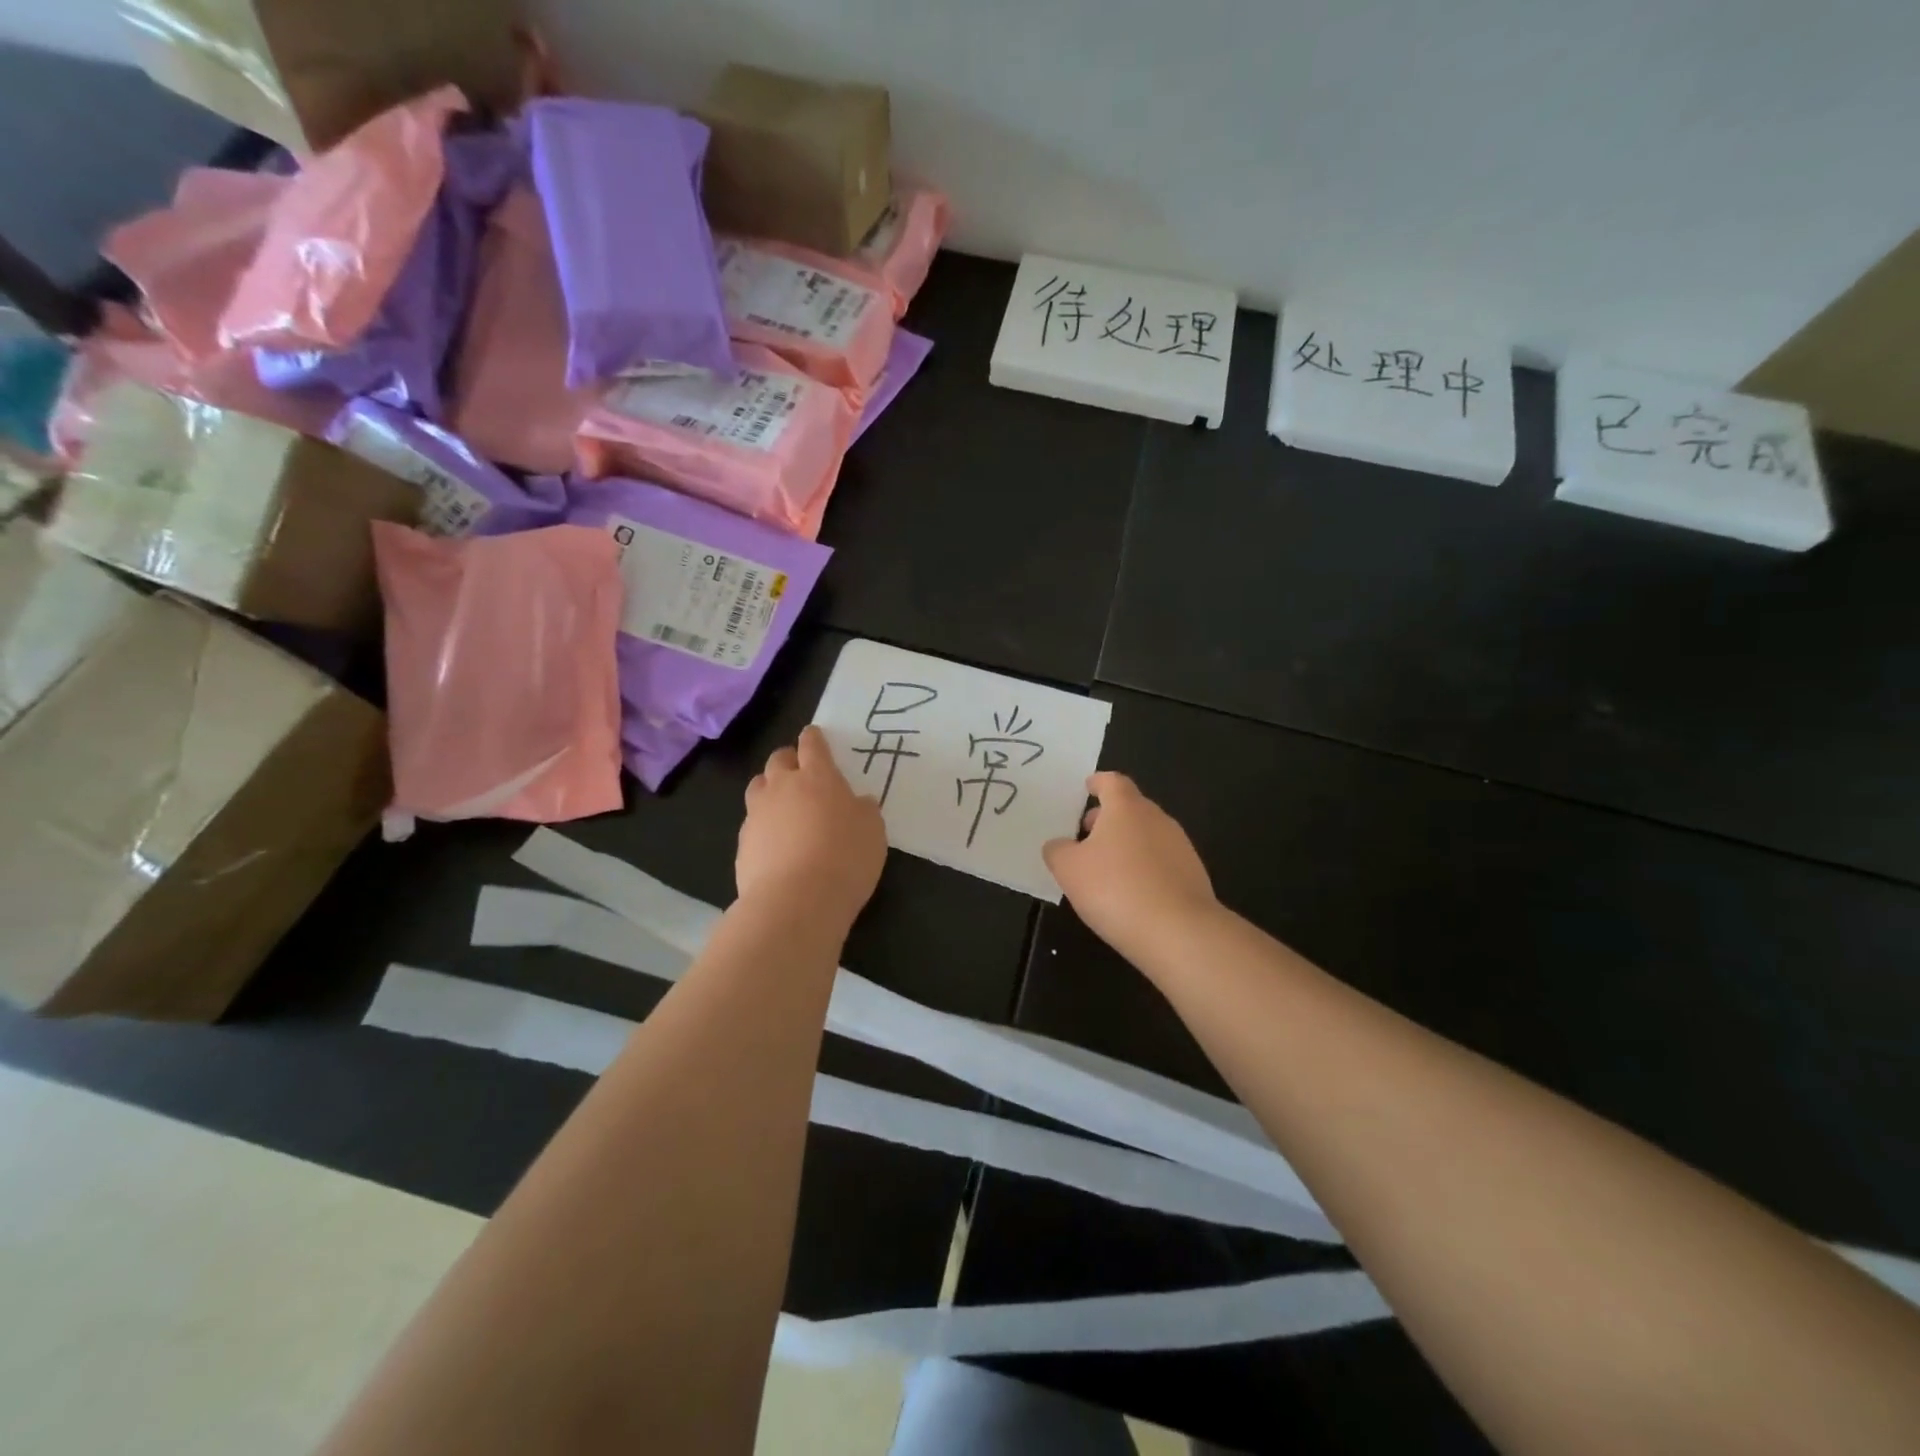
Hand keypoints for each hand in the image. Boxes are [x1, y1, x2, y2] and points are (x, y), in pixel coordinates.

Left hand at [738, 726, 887, 930]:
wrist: (796, 902)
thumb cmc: (845, 858)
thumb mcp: (873, 832)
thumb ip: (864, 811)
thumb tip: (858, 803)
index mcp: (818, 777)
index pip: (812, 745)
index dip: (814, 739)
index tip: (815, 736)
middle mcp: (783, 787)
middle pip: (778, 760)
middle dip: (789, 760)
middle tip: (801, 772)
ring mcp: (757, 814)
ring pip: (758, 786)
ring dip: (770, 788)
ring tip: (783, 804)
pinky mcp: (742, 843)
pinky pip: (752, 822)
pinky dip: (763, 825)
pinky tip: (776, 843)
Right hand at [1043, 772, 1217, 961]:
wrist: (1179, 932)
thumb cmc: (1115, 889)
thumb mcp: (1069, 870)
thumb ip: (1058, 851)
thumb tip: (1059, 845)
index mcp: (1126, 808)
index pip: (1112, 782)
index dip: (1098, 783)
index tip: (1088, 787)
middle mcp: (1157, 819)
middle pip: (1131, 808)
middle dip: (1108, 818)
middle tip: (1087, 835)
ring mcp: (1180, 846)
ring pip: (1147, 835)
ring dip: (1127, 844)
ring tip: (1106, 869)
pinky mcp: (1193, 875)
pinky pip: (1162, 861)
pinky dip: (1144, 868)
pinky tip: (1132, 893)